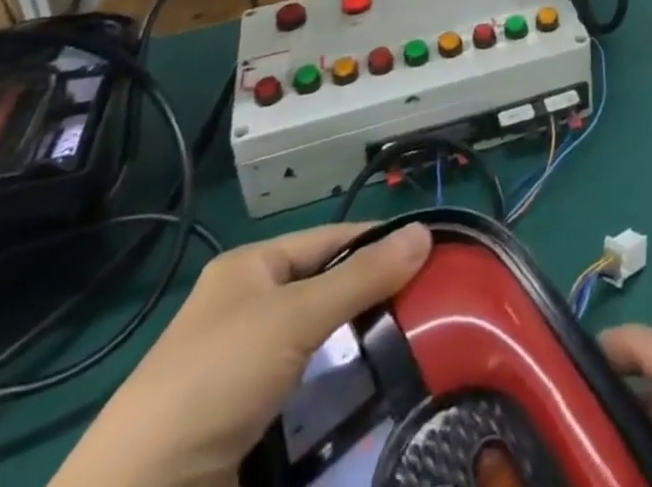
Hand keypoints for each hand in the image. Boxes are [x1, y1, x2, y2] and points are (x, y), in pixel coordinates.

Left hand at [52, 223, 430, 486]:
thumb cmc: (216, 378)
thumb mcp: (296, 317)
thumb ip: (363, 276)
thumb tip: (426, 230)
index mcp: (253, 267)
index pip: (333, 240)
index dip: (381, 243)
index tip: (434, 255)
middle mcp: (250, 308)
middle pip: (328, 292)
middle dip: (376, 302)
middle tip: (435, 310)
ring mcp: (246, 368)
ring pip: (321, 346)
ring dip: (361, 352)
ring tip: (419, 354)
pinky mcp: (246, 421)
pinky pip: (307, 393)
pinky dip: (339, 394)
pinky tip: (377, 398)